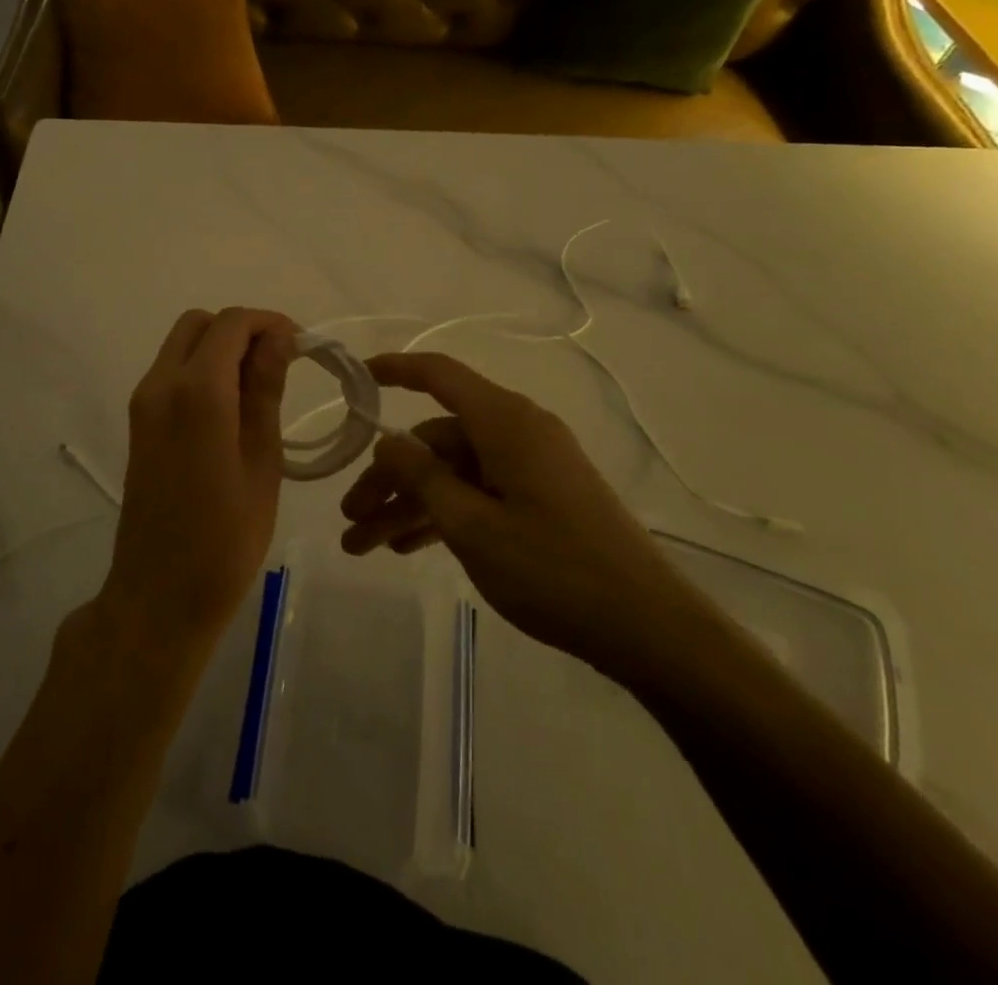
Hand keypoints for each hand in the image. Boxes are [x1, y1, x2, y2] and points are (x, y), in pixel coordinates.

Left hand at [97, 307, 298, 650]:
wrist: (158, 595)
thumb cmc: (225, 538)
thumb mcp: (261, 461)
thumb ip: (265, 391)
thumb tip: (278, 338)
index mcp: (196, 392)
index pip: (231, 323)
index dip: (269, 323)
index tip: (301, 348)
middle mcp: (160, 384)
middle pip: (199, 324)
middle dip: (241, 330)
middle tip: (280, 364)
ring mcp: (143, 403)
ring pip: (182, 345)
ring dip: (220, 349)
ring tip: (260, 387)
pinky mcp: (138, 423)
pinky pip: (171, 373)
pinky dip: (202, 370)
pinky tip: (231, 408)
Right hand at [339, 352, 716, 686]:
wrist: (647, 627)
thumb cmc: (553, 569)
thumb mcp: (472, 525)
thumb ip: (421, 477)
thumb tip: (387, 442)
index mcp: (504, 422)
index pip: (439, 375)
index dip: (394, 370)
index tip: (355, 380)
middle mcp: (517, 432)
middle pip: (436, 439)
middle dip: (389, 478)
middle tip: (350, 520)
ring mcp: (530, 467)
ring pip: (453, 472)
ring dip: (410, 504)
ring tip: (365, 546)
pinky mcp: (540, 498)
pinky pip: (479, 493)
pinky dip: (444, 514)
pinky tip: (408, 547)